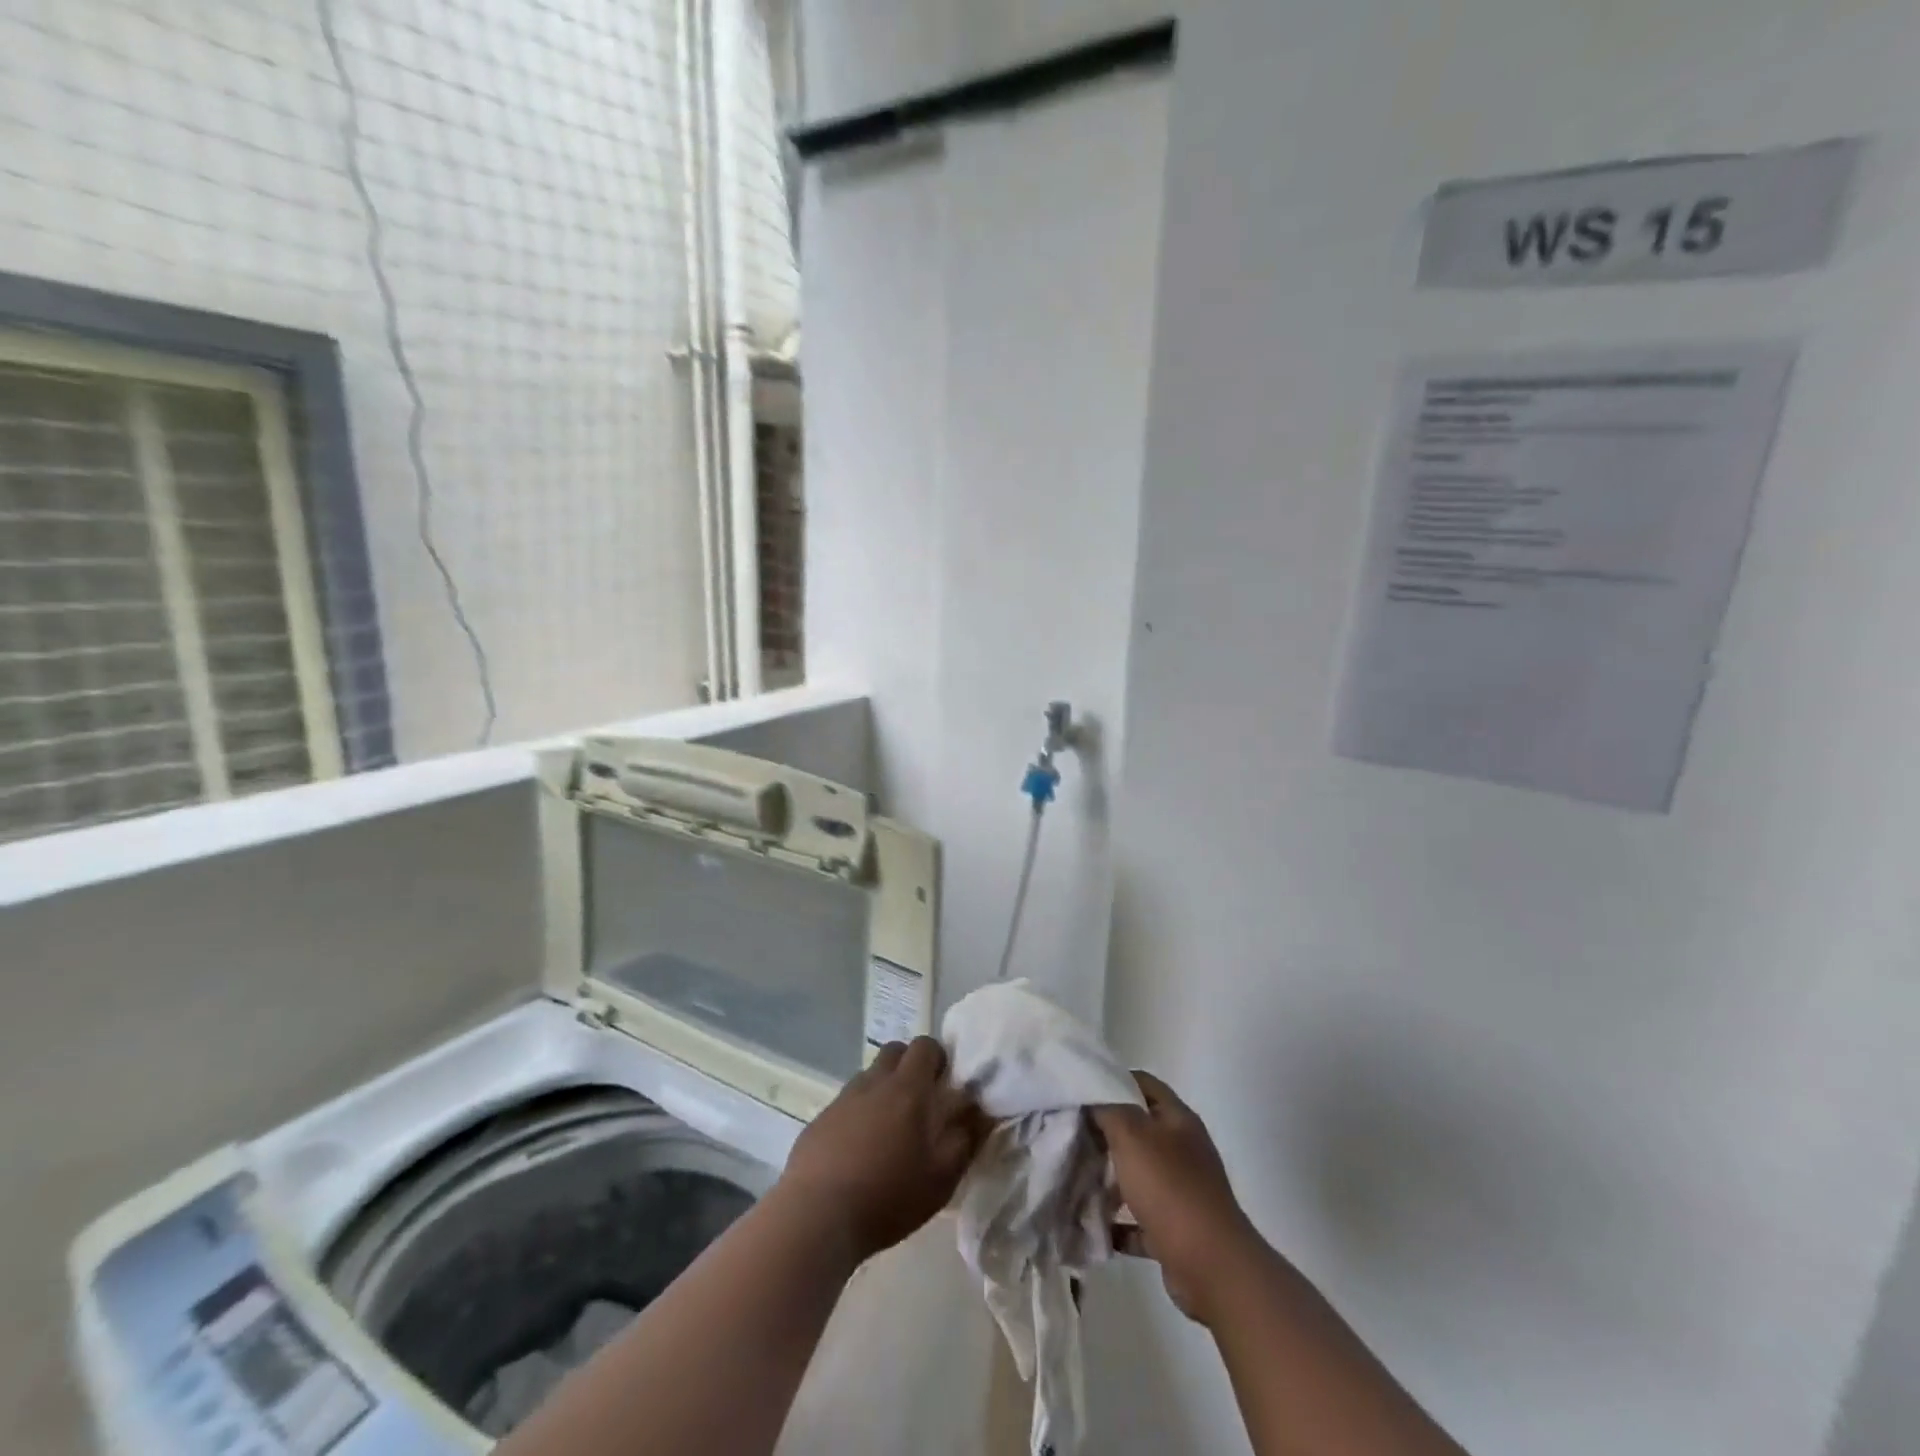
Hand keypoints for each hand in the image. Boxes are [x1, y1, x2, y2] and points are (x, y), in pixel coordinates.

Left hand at [779, 1037, 988, 1261]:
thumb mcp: (942, 1177)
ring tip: (888, 1131)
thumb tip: (980, 1112)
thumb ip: (965, 1139)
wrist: (818, 1216)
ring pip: (868, 1076)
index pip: (924, 1045)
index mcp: (907, 1088)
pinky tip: (857, 1152)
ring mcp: (842, 1099)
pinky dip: (857, 1115)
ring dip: (882, 1090)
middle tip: (919, 1101)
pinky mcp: (819, 1120)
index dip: (937, 1057)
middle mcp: (873, 1082)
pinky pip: (845, 1104)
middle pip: (894, 1051)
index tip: (945, 1083)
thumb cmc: (889, 1195)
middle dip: (909, 1065)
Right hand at [1093, 1071, 1261, 1325]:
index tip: (1081, 1092)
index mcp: (1177, 1119)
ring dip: (1110, 1181)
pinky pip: (1140, 1220)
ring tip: (1078, 1181)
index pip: (1143, 1084)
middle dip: (1105, 1134)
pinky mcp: (1176, 1230)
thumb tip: (1093, 1101)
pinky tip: (1096, 1225)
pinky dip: (1120, 1224)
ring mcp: (1182, 1191)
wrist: (1211, 1266)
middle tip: (1073, 1136)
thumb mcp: (1131, 1135)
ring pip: (1138, 1175)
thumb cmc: (1169, 1187)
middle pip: (1138, 1130)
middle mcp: (1183, 1150)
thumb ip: (1108, 1110)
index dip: (1112, 1082)